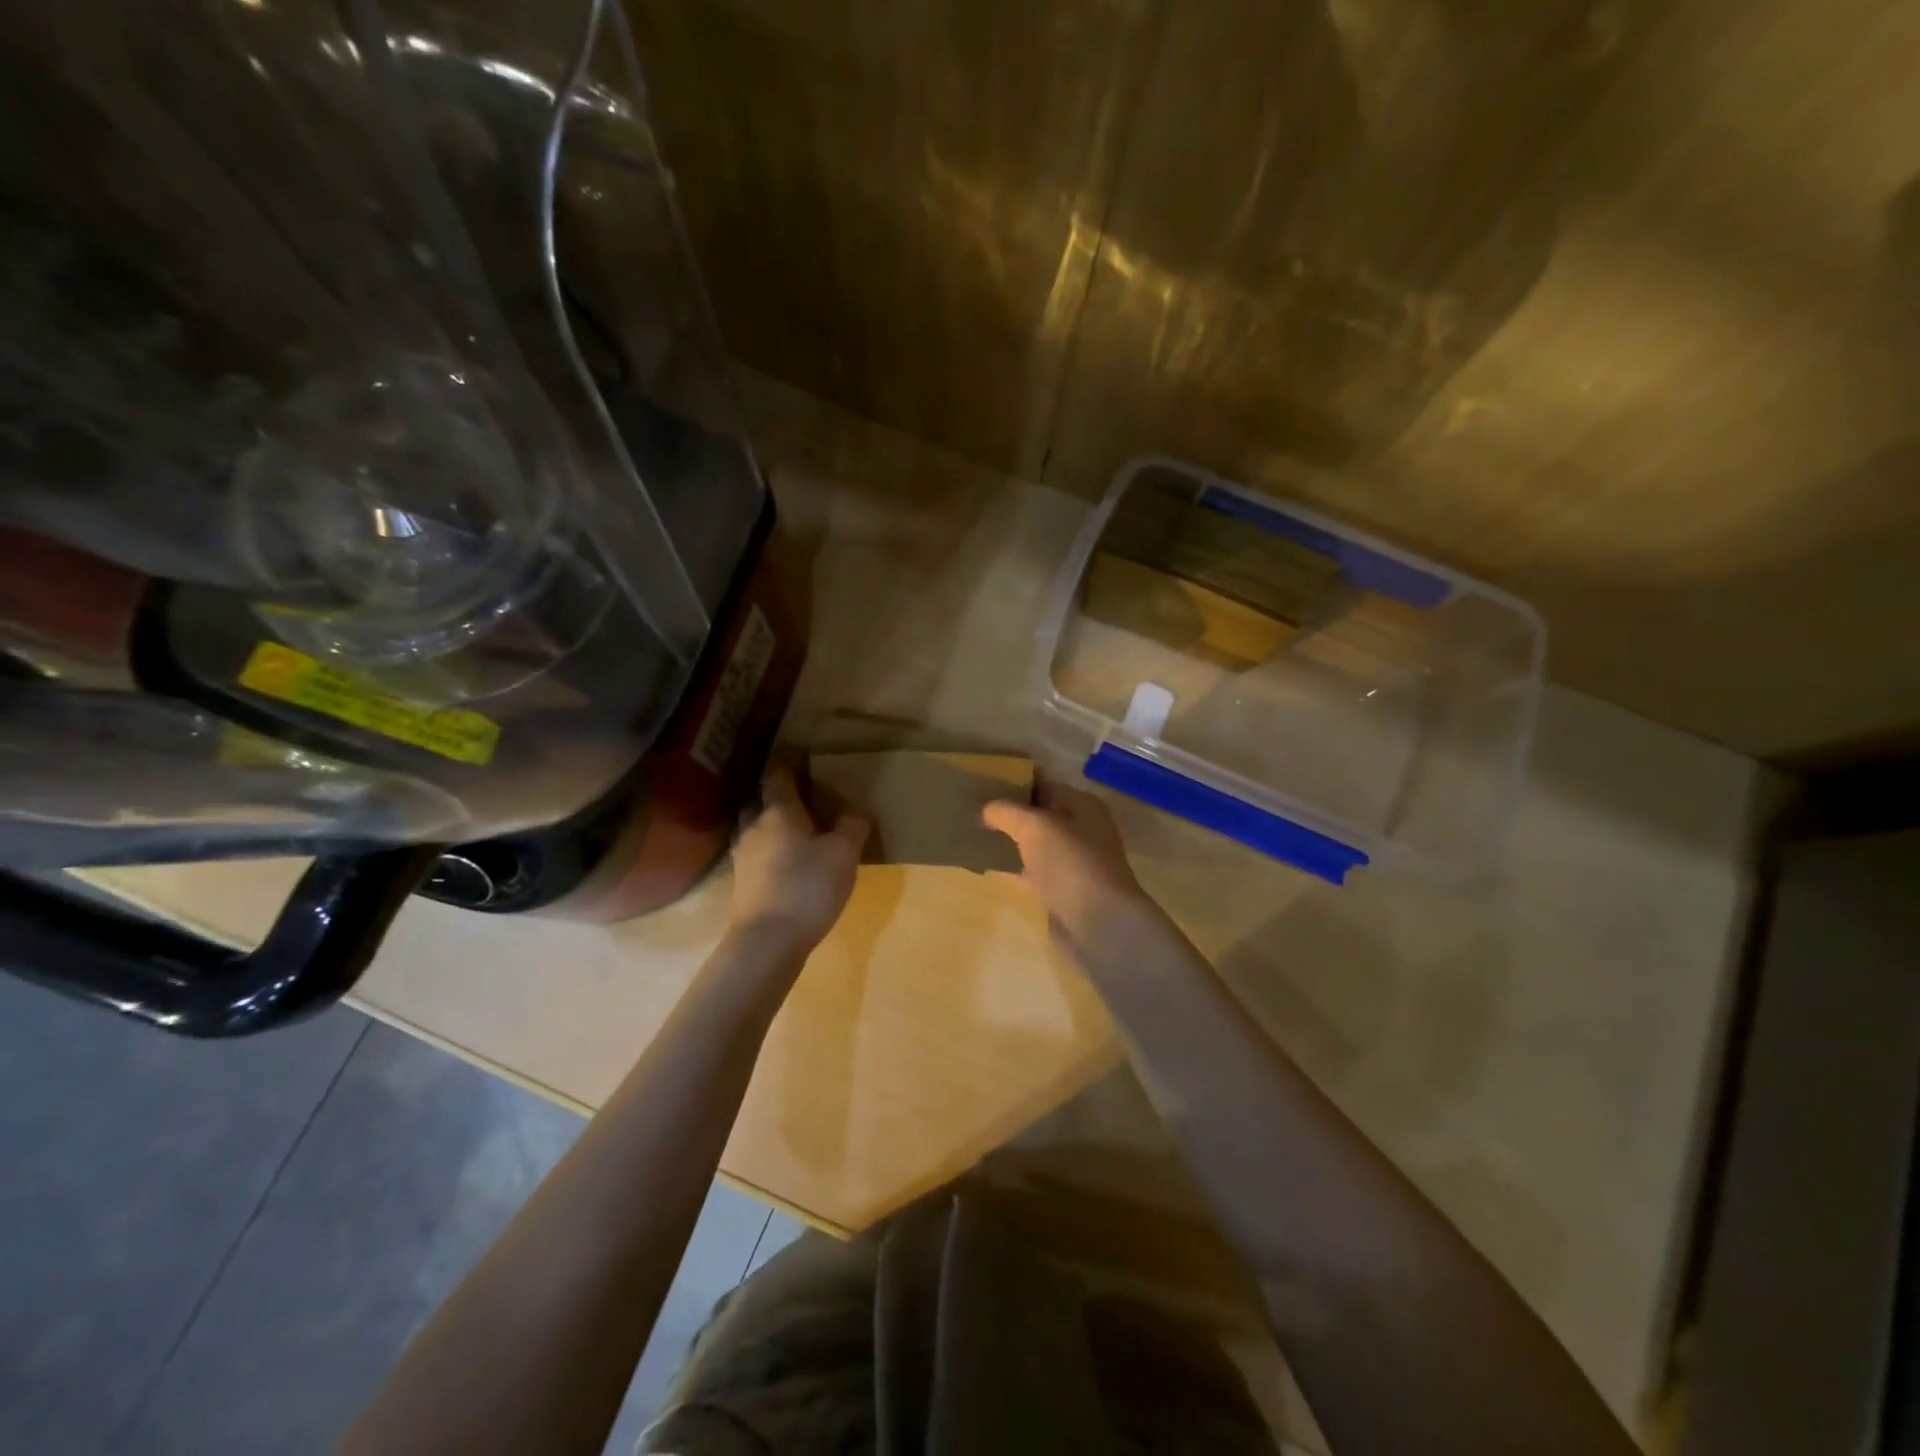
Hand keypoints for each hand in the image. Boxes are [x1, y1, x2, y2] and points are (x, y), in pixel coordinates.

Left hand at [729, 765, 869, 951]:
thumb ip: (852, 826)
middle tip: (796, 795)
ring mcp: (742, 854)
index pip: (778, 775)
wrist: (769, 940)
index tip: (797, 753)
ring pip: (750, 825)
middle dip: (773, 793)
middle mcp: (754, 826)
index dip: (787, 762)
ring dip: (765, 821)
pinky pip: (751, 851)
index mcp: (779, 811)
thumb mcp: (844, 854)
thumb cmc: (808, 887)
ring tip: (788, 827)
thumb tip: (855, 811)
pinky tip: (779, 859)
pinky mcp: (741, 881)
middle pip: (758, 799)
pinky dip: (763, 847)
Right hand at [981, 780, 1156, 956]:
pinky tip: (990, 866)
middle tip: (974, 810)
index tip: (983, 784)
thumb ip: (1006, 811)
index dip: (1015, 783)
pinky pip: (1034, 870)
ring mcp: (1075, 861)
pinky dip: (1015, 867)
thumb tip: (984, 809)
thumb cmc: (1069, 862)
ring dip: (1011, 841)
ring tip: (976, 835)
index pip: (1044, 785)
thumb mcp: (1033, 826)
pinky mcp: (1065, 889)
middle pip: (1040, 815)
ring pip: (1036, 844)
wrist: (1098, 922)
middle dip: (1010, 813)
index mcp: (1082, 805)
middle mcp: (1083, 829)